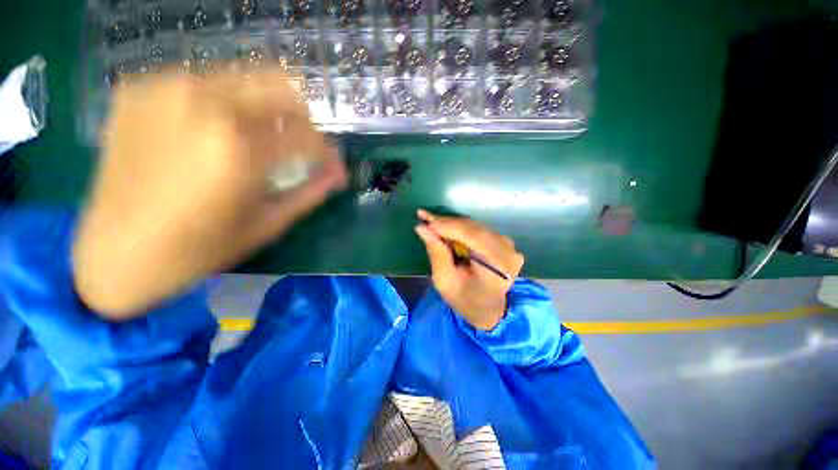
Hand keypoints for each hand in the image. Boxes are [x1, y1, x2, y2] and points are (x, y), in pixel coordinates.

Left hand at [73, 68, 345, 319]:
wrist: (115, 252)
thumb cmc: (198, 249)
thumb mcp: (267, 224)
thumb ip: (310, 193)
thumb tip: (338, 175)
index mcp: (239, 148)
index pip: (307, 136)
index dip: (328, 153)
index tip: (333, 167)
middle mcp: (203, 103)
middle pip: (280, 84)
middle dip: (302, 118)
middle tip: (302, 144)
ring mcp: (164, 88)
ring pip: (243, 77)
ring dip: (265, 109)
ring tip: (262, 139)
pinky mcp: (138, 89)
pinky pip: (202, 83)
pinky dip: (224, 105)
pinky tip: (216, 133)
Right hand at [414, 210, 524, 330]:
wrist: (490, 310)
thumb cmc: (466, 301)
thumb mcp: (446, 282)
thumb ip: (437, 253)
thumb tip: (422, 228)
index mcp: (498, 265)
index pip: (472, 236)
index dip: (448, 226)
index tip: (424, 220)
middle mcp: (507, 250)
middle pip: (473, 228)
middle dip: (446, 223)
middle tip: (423, 217)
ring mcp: (508, 245)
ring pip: (474, 226)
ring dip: (451, 224)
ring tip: (430, 222)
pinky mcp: (503, 242)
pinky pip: (478, 230)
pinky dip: (460, 228)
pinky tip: (445, 228)